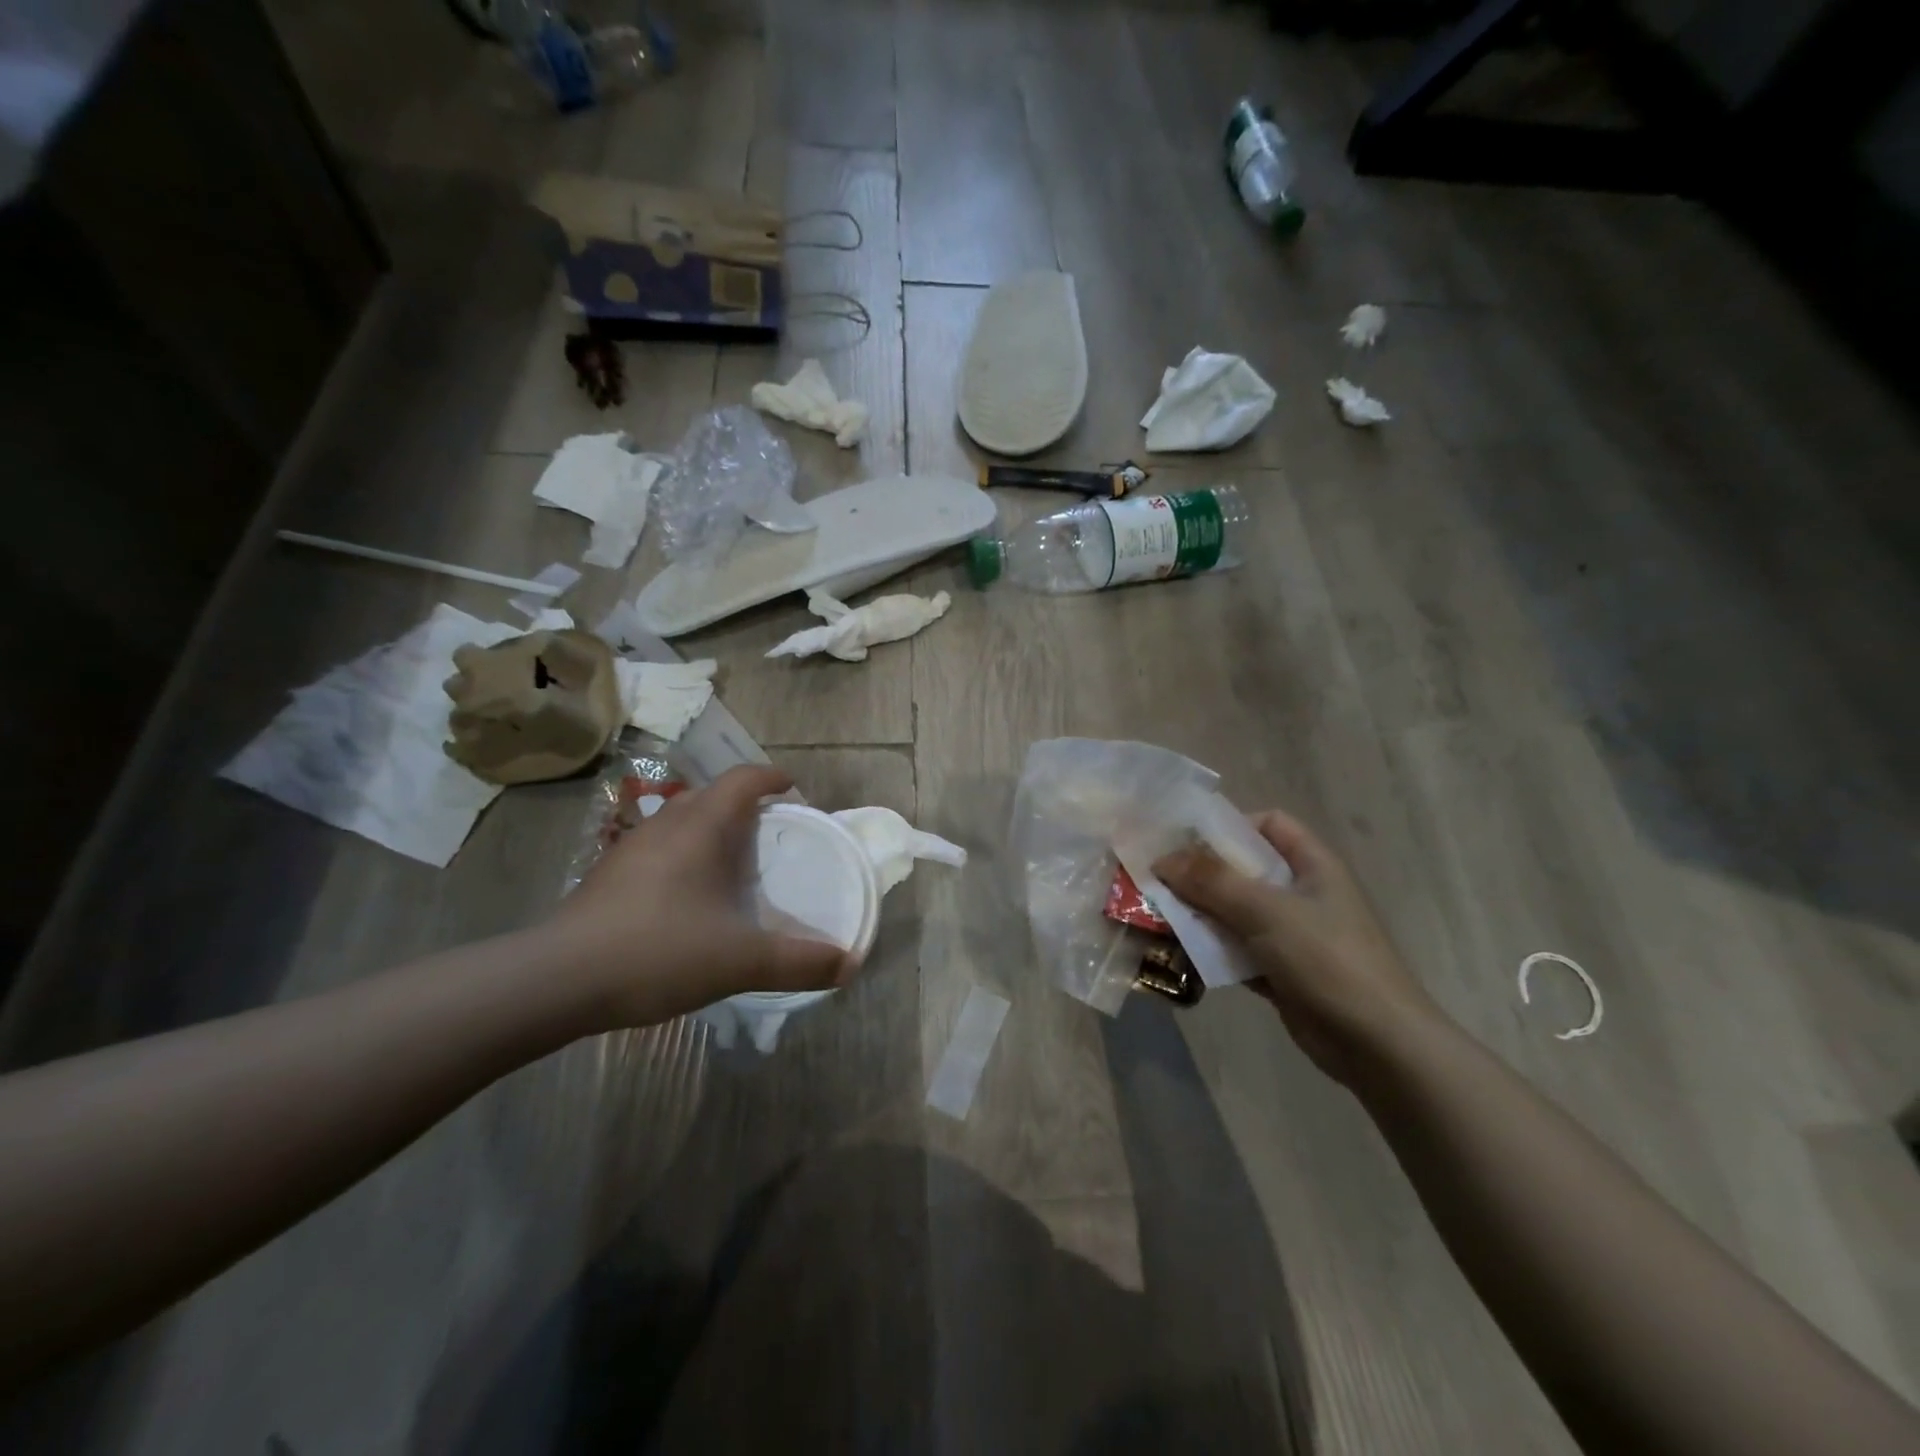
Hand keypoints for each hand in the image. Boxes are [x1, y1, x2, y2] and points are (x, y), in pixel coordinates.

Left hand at [552, 766, 856, 1029]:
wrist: (556, 981)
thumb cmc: (658, 951)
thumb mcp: (740, 960)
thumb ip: (798, 962)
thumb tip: (850, 965)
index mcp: (701, 827)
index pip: (743, 779)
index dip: (771, 777)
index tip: (793, 789)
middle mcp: (665, 825)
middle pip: (712, 796)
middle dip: (744, 807)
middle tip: (770, 835)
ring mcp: (630, 849)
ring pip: (680, 822)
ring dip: (710, 832)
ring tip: (733, 866)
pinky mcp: (608, 876)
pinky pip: (658, 850)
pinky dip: (683, 858)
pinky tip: (688, 900)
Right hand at [1154, 810, 1439, 1082]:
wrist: (1379, 1046)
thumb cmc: (1328, 961)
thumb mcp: (1268, 911)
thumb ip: (1213, 881)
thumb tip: (1162, 859)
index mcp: (1312, 865)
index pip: (1269, 824)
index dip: (1229, 825)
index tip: (1186, 840)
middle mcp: (1301, 893)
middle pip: (1242, 869)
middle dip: (1199, 873)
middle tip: (1154, 879)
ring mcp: (1291, 934)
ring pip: (1234, 911)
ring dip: (1198, 913)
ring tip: (1154, 916)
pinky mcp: (1279, 970)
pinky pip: (1235, 949)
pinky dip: (1209, 949)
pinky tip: (1176, 953)